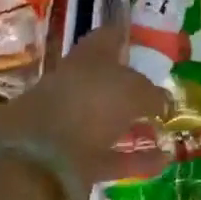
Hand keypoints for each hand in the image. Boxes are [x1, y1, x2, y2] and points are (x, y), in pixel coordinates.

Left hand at [0, 21, 169, 199]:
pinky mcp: (67, 162)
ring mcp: (67, 125)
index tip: (138, 37)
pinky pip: (106, 156)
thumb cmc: (89, 105)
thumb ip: (150, 94)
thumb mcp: (131, 90)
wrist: (36, 160)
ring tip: (164, 131)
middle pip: (105, 83)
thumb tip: (163, 101)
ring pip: (106, 122)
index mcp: (86, 59)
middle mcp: (74, 87)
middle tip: (158, 90)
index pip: (107, 39)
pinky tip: (160, 162)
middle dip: (129, 87)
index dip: (122, 36)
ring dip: (133, 127)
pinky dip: (132, 158)